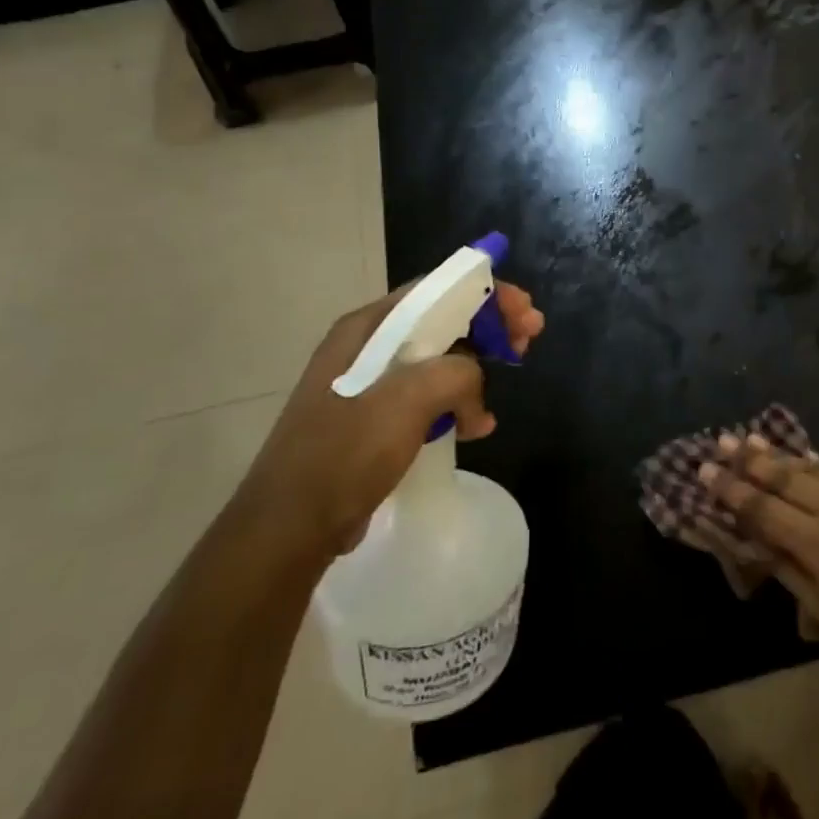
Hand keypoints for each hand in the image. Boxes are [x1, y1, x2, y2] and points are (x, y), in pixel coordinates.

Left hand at [242, 281, 543, 563]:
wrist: (289, 529)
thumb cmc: (344, 453)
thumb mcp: (407, 400)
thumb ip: (455, 374)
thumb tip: (473, 391)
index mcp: (368, 328)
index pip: (437, 289)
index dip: (486, 293)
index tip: (524, 311)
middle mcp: (367, 346)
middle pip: (442, 320)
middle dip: (488, 326)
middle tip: (528, 339)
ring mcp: (370, 384)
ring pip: (438, 359)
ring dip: (476, 367)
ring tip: (505, 384)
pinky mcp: (375, 420)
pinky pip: (427, 397)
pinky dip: (457, 403)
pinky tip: (476, 426)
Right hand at [701, 436, 818, 689]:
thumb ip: (786, 568)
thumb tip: (754, 539)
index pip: (764, 509)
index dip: (732, 489)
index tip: (706, 469)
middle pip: (786, 478)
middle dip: (751, 459)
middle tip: (722, 439)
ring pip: (813, 469)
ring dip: (781, 454)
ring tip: (752, 437)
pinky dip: (815, 464)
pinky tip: (800, 455)